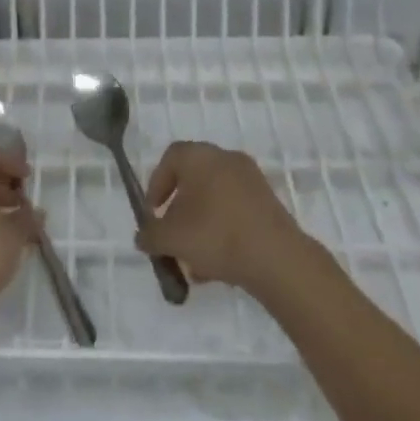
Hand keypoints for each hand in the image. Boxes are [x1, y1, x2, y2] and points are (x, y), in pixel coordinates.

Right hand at [137, 141, 307, 294]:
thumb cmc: (215, 235)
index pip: (170, 158)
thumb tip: (142, 236)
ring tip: (195, 261)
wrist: (276, 258)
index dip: (156, 185)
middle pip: (193, 180)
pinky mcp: (269, 203)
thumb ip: (150, 235)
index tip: (153, 214)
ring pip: (215, 200)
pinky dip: (223, 231)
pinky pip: (236, 212)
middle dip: (179, 211)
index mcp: (199, 155)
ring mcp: (251, 180)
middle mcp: (225, 158)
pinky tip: (219, 265)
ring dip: (201, 225)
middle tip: (173, 236)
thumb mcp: (171, 238)